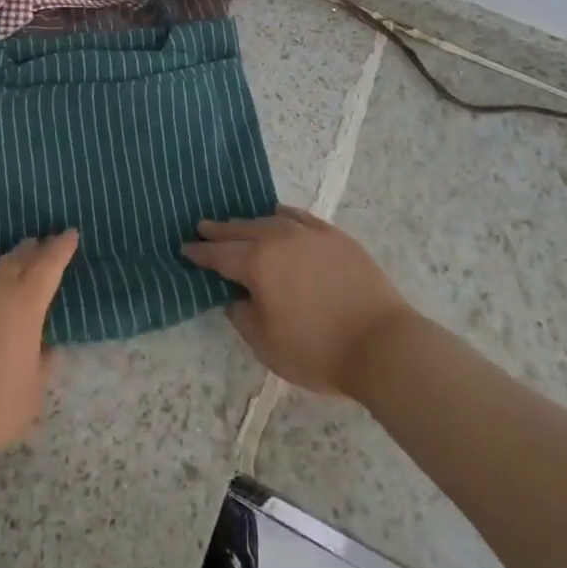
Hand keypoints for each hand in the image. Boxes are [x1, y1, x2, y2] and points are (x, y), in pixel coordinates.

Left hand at [0, 230, 77, 450]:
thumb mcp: (34, 388)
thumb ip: (44, 360)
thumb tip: (46, 347)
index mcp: (25, 301)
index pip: (49, 263)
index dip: (61, 247)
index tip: (70, 233)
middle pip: (18, 258)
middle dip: (33, 251)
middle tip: (42, 245)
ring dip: (6, 266)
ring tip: (13, 268)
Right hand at [183, 206, 417, 396]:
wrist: (382, 345)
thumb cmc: (318, 350)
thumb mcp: (266, 344)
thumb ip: (242, 315)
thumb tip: (236, 295)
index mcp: (257, 264)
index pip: (219, 254)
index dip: (200, 253)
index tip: (185, 248)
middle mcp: (278, 239)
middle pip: (241, 230)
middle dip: (220, 231)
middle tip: (203, 227)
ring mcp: (309, 234)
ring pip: (269, 220)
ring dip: (249, 223)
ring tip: (238, 225)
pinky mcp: (335, 236)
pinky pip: (300, 217)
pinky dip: (283, 217)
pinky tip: (279, 218)